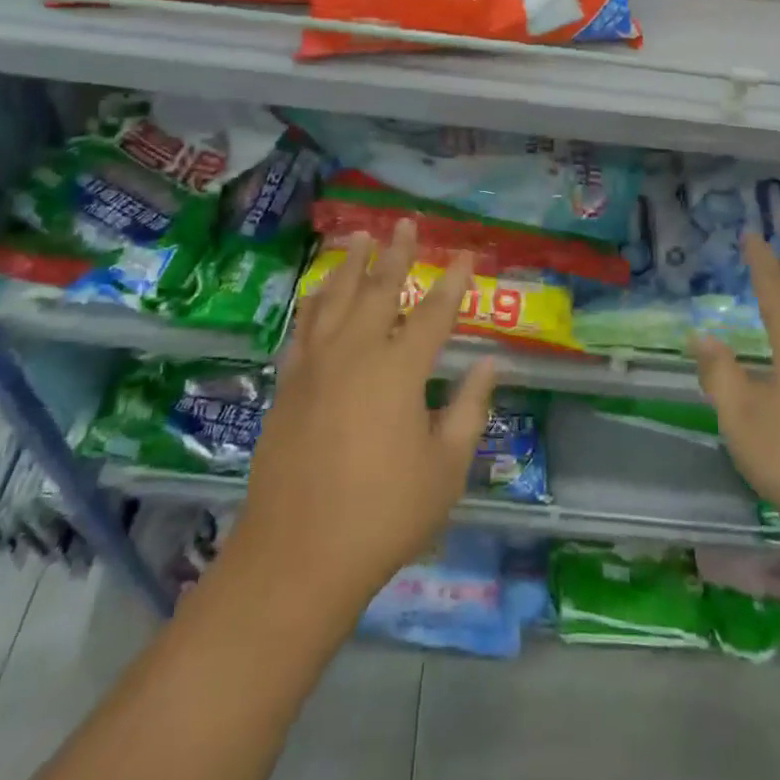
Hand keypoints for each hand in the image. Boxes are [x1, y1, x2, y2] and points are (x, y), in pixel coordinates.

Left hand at [225, 223, 497, 617]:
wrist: (297, 556)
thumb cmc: (383, 515)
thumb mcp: (445, 468)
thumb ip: (468, 409)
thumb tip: (490, 364)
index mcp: (399, 371)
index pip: (434, 313)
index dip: (453, 282)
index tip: (466, 255)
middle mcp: (356, 353)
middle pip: (379, 290)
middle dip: (396, 254)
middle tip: (405, 223)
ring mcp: (316, 366)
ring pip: (335, 299)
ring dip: (350, 265)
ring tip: (358, 237)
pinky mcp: (288, 384)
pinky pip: (303, 327)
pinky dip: (314, 301)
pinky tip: (319, 292)